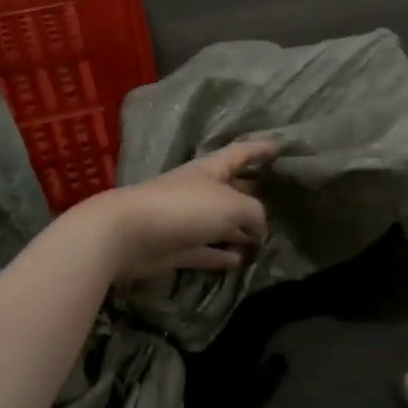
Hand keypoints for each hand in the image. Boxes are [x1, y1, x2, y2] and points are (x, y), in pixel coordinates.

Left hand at [82, 141, 276, 281]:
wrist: (129, 234)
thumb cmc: (184, 208)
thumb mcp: (232, 204)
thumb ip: (255, 213)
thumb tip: (260, 230)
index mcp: (210, 170)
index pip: (240, 153)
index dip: (259, 150)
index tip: (278, 147)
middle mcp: (199, 191)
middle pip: (231, 189)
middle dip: (252, 193)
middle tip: (278, 200)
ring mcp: (186, 220)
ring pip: (219, 223)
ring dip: (239, 230)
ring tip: (261, 239)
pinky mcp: (176, 247)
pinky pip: (205, 249)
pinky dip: (221, 254)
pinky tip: (238, 260)